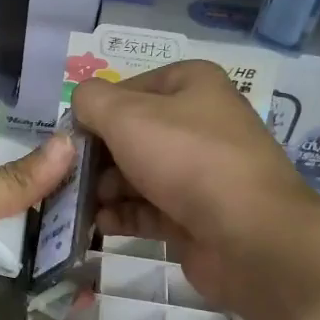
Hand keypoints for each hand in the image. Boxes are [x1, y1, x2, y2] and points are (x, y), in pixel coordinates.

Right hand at [73, 61, 312, 312]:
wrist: (248, 234)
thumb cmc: (185, 158)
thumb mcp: (126, 116)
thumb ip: (91, 102)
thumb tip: (79, 106)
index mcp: (192, 85)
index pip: (128, 89)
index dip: (97, 112)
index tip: (71, 138)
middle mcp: (199, 123)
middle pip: (131, 134)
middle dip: (97, 156)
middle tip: (71, 176)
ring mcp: (200, 171)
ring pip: (137, 174)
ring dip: (105, 189)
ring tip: (80, 204)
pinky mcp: (195, 214)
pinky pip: (149, 209)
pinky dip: (123, 215)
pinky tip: (100, 224)